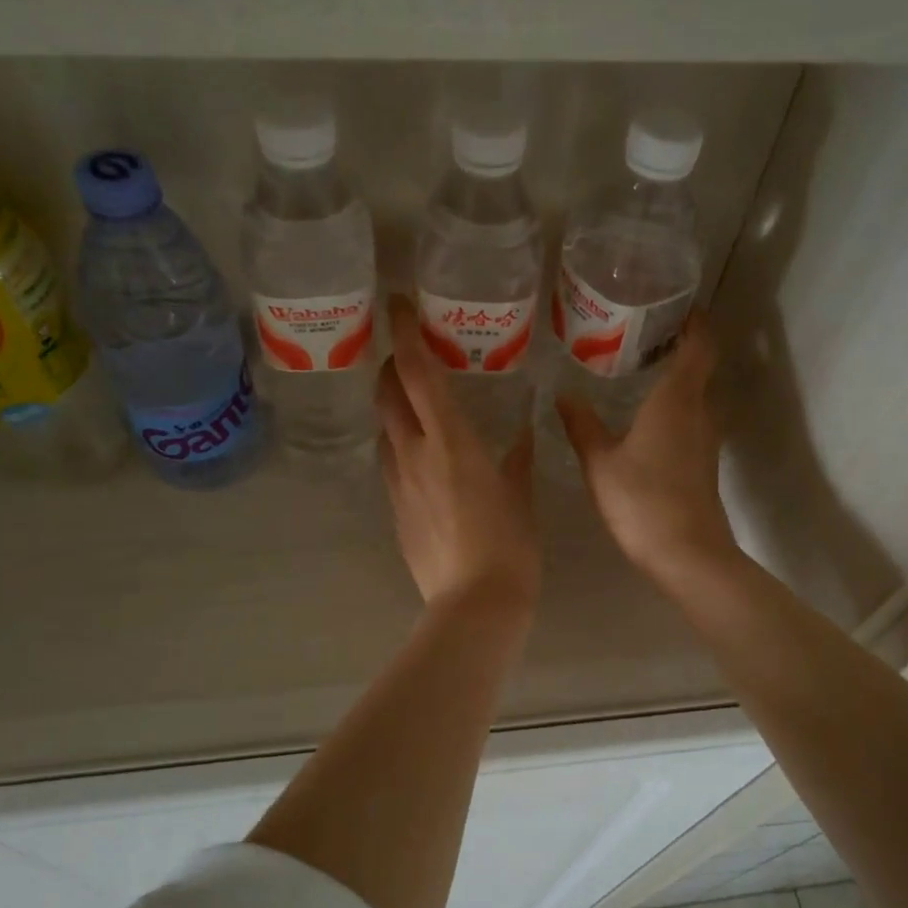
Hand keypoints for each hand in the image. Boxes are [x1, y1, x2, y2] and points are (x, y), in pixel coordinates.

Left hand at [377, 295, 540, 613]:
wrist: (474, 603)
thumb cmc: (509, 545)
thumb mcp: (521, 495)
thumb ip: (518, 459)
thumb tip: (523, 435)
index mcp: (451, 440)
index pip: (417, 372)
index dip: (404, 333)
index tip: (398, 304)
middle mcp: (415, 452)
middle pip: (387, 393)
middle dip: (392, 365)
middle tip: (408, 354)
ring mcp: (398, 482)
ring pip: (384, 428)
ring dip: (392, 406)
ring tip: (413, 402)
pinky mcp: (393, 509)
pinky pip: (389, 462)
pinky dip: (399, 444)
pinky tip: (420, 455)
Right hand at [557, 318, 738, 585]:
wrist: (686, 553)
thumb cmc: (641, 500)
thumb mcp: (600, 462)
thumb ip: (582, 424)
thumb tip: (563, 394)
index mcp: (677, 399)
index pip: (699, 345)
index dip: (694, 321)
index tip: (675, 305)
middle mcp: (699, 411)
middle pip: (699, 366)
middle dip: (678, 345)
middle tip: (641, 333)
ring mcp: (706, 438)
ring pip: (696, 394)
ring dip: (676, 378)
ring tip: (638, 369)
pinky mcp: (703, 462)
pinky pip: (691, 419)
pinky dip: (674, 406)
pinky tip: (645, 417)